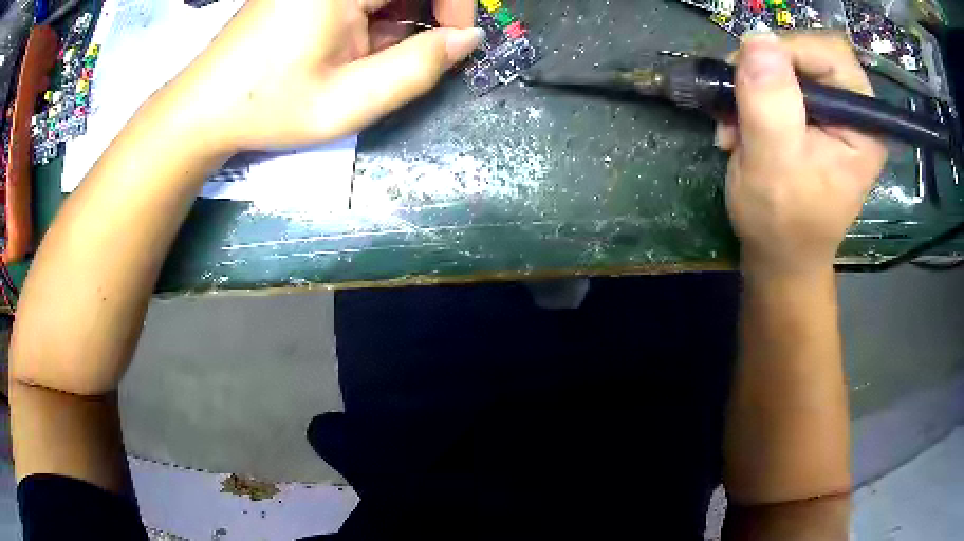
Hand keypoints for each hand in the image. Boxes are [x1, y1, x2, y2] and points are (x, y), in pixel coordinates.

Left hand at [164, 0, 481, 154]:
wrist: (203, 109)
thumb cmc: (269, 106)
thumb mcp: (348, 101)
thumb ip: (417, 69)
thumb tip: (467, 39)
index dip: (455, 4)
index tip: (455, 40)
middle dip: (421, 14)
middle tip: (403, 55)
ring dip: (393, 19)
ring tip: (363, 58)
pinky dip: (369, 17)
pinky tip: (348, 45)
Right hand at [715, 33, 887, 275]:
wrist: (780, 255)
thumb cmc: (784, 223)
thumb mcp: (774, 164)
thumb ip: (770, 103)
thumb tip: (756, 37)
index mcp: (862, 123)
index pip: (830, 53)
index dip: (788, 51)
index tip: (748, 73)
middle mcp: (851, 110)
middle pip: (806, 53)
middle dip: (763, 72)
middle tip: (734, 101)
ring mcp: (830, 111)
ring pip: (785, 65)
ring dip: (750, 88)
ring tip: (733, 125)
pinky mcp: (810, 115)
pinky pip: (775, 82)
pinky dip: (749, 97)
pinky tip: (738, 127)